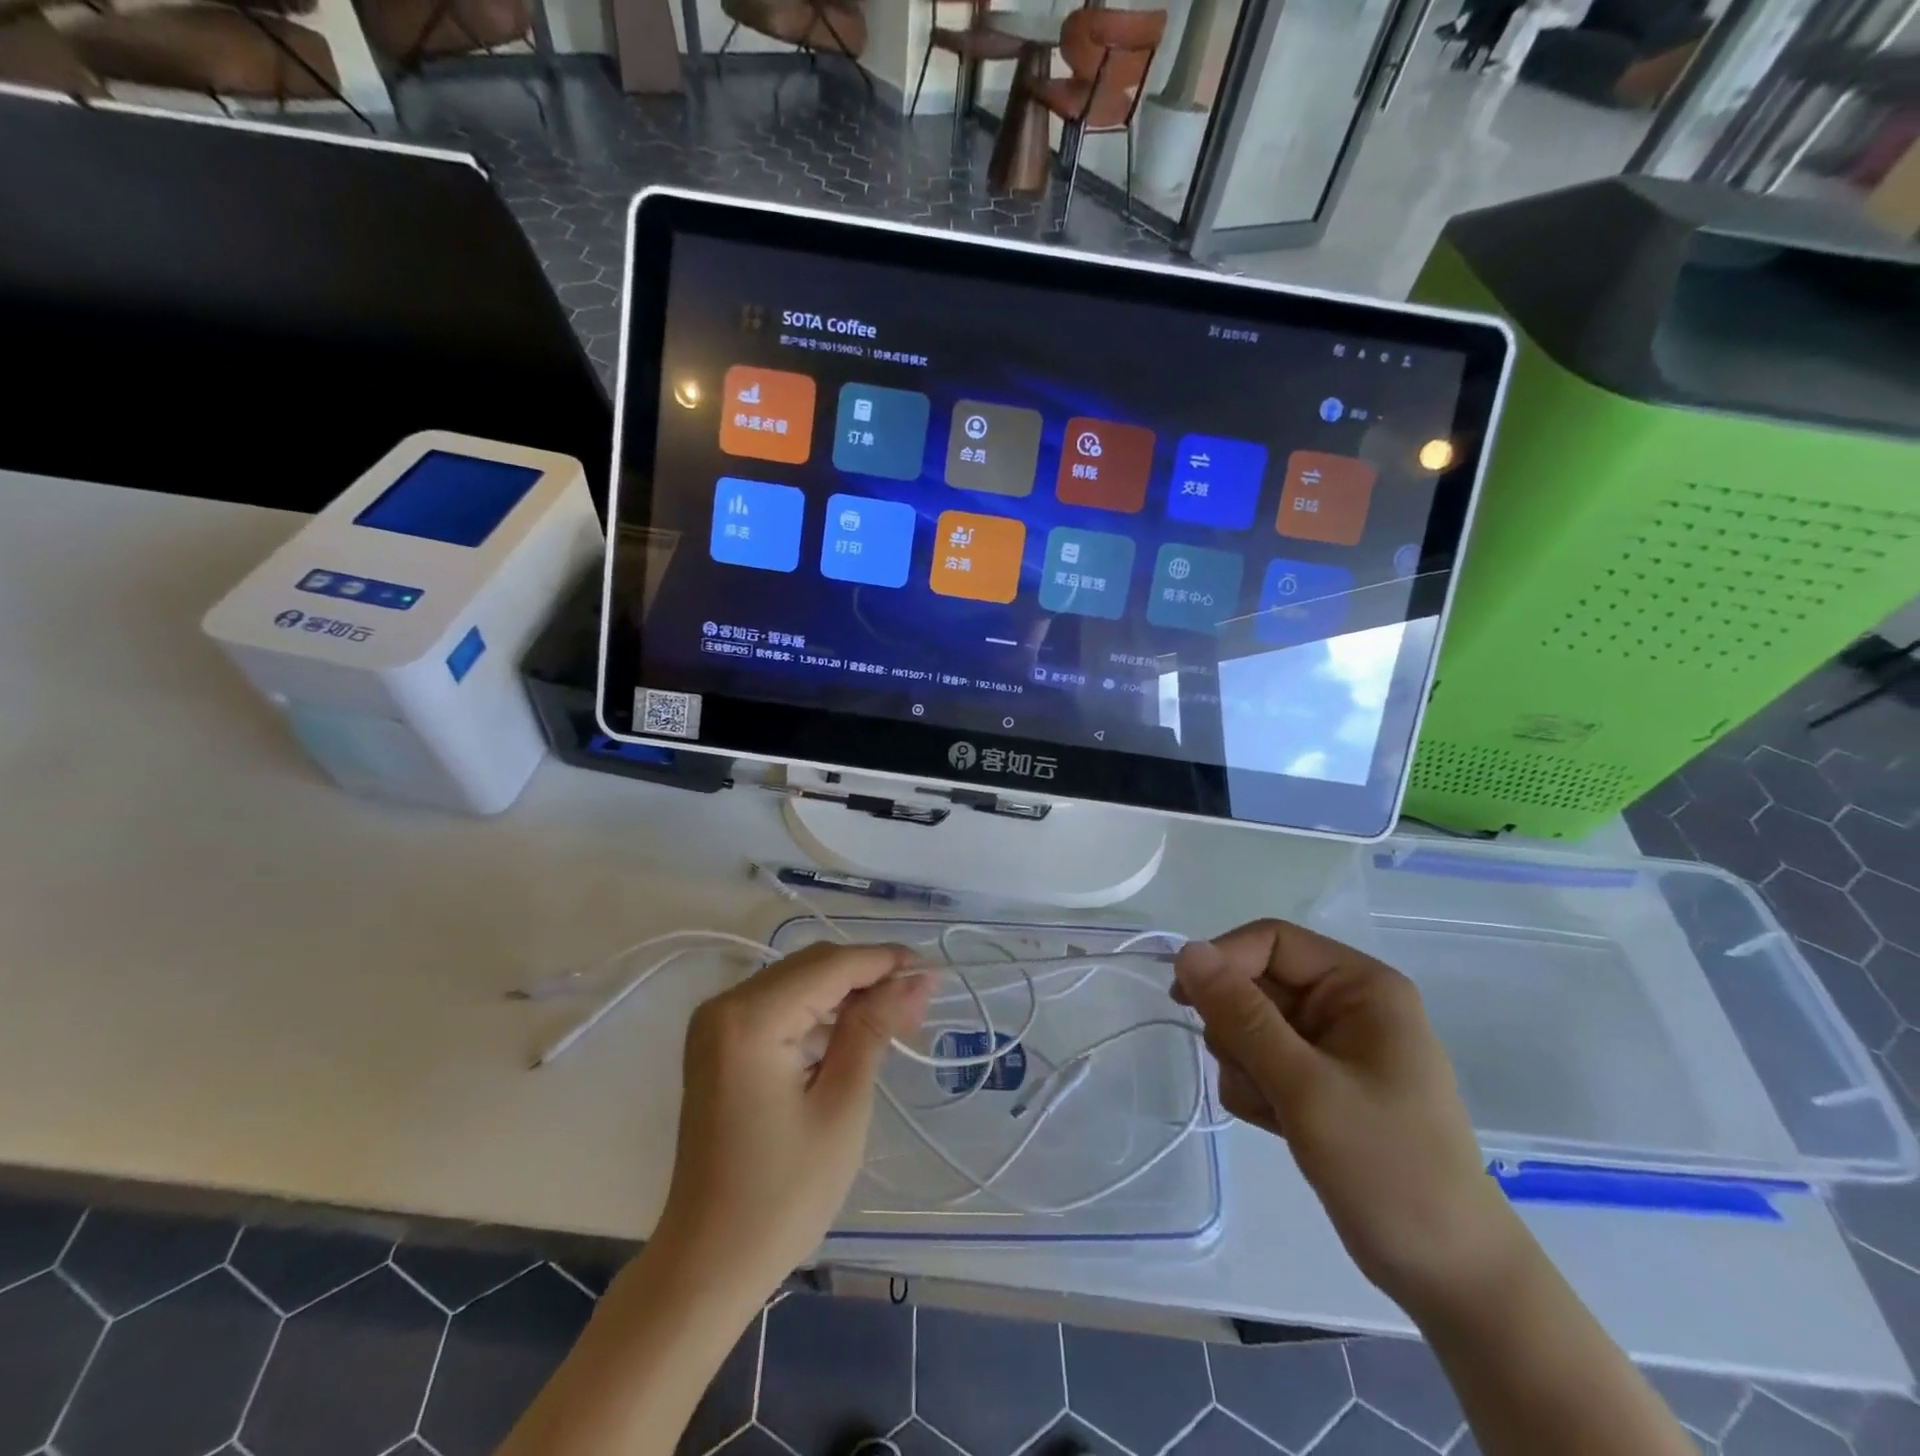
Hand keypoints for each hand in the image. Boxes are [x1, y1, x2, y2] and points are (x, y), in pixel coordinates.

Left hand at [654, 941, 931, 1296]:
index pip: (831, 965)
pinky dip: (818, 1013)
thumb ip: (875, 1029)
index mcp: (751, 1018)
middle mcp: (725, 1005)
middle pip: (812, 966)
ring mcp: (716, 1025)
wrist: (708, 1264)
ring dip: (847, 994)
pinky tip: (853, 1034)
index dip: (885, 961)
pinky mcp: (718, 1045)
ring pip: (797, 983)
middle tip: (920, 1003)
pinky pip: (778, 1007)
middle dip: (868, 977)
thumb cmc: (782, 1194)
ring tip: (898, 1020)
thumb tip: (916, 979)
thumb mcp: (842, 1106)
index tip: (933, 971)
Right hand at [1174, 920, 1522, 1314]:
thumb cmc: (1388, 1168)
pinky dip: (1255, 1088)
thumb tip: (1186, 952)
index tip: (1184, 1000)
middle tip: (1248, 1072)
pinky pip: (1257, 1059)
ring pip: (1248, 1023)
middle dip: (1238, 1027)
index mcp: (1360, 985)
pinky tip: (1279, 1124)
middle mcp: (1345, 1003)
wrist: (1447, 1274)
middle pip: (1255, 982)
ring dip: (1244, 1063)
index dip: (1224, 961)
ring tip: (1274, 1108)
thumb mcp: (1307, 1088)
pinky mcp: (1317, 1081)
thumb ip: (1241, 1016)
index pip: (1272, 941)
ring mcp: (1330, 1044)